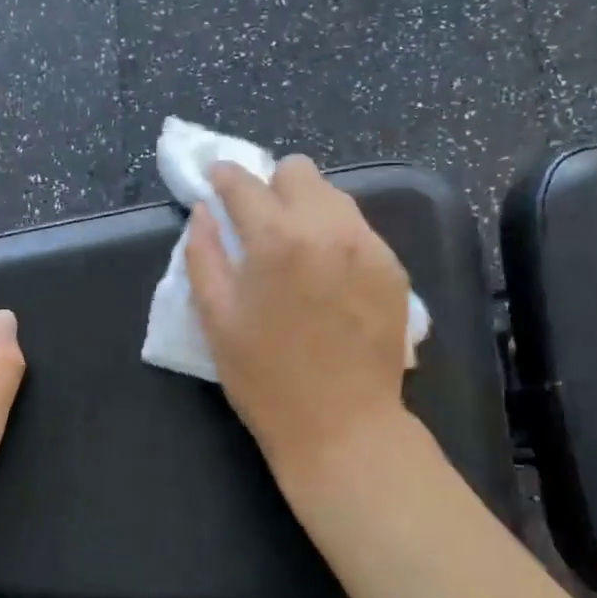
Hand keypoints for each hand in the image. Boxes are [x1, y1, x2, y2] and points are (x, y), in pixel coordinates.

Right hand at [185, 157, 411, 486]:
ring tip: (296, 247)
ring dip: (306, 207)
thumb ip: (203, 254)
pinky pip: (359, 227)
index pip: (245, 182)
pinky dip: (336, 235)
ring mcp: (368, 245)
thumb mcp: (216, 318)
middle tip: (259, 222)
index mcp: (276, 239)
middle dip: (271, 186)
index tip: (216, 180)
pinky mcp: (393, 266)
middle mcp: (328, 228)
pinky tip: (328, 274)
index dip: (224, 176)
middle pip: (298, 171)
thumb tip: (205, 211)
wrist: (344, 427)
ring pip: (333, 195)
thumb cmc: (266, 378)